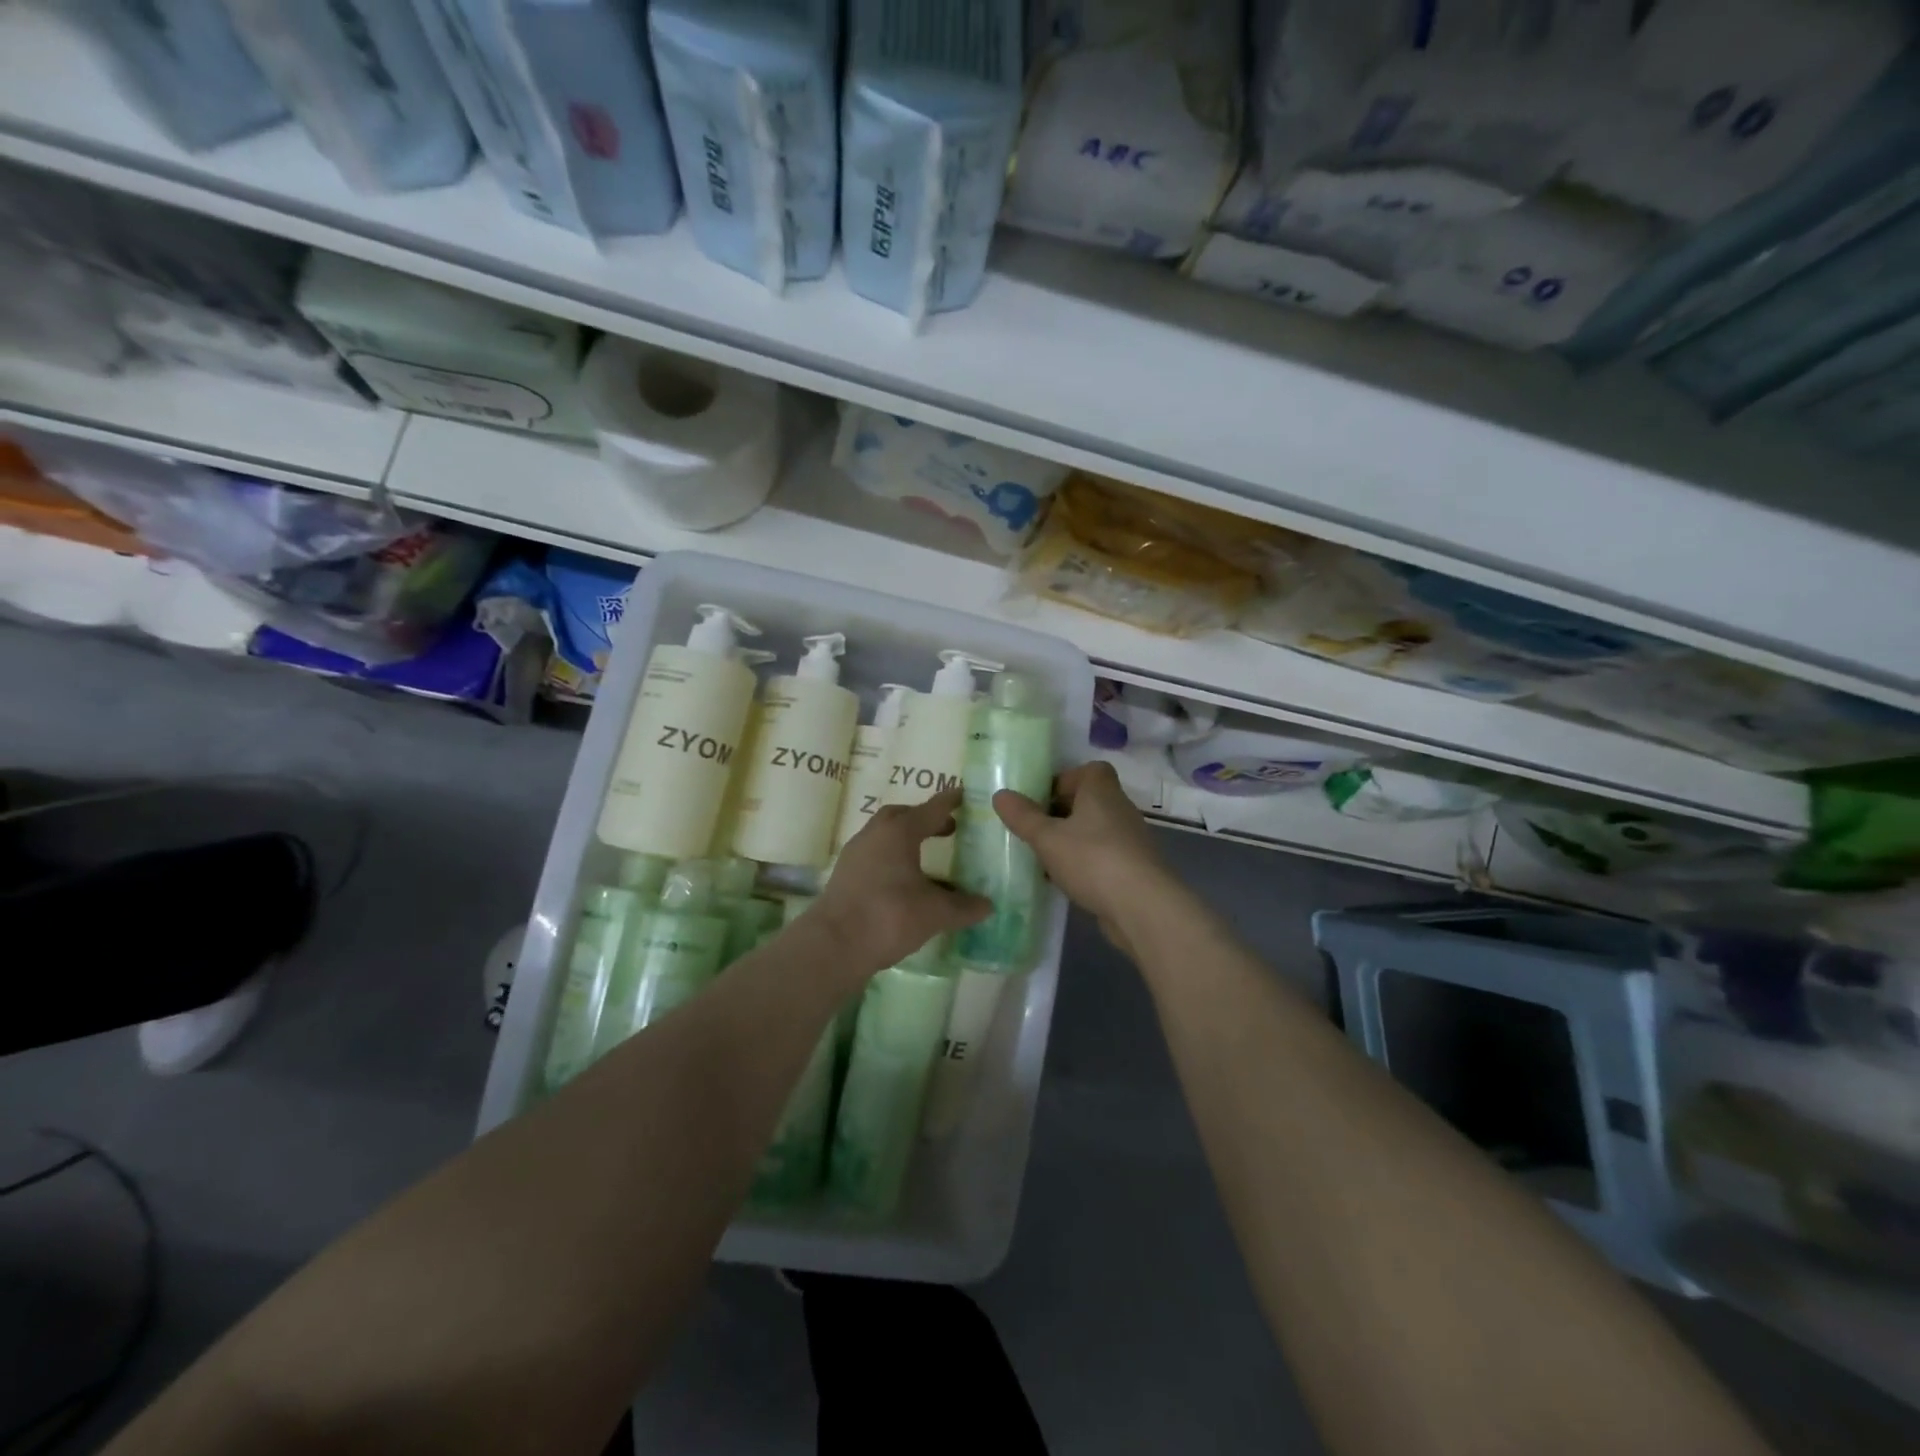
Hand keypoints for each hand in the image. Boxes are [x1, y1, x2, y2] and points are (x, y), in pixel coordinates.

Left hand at [810, 788, 989, 976]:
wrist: (833, 946)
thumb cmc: (888, 917)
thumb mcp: (935, 913)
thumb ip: (963, 907)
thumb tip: (987, 905)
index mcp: (899, 832)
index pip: (931, 809)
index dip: (950, 802)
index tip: (964, 795)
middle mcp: (874, 834)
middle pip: (901, 816)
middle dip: (924, 818)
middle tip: (947, 829)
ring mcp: (855, 854)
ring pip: (884, 836)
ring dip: (906, 839)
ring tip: (928, 856)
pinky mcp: (845, 875)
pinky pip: (874, 855)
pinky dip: (892, 858)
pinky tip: (905, 880)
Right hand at [993, 762, 1170, 952]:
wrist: (1142, 906)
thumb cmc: (1092, 859)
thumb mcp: (1047, 838)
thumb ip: (1023, 817)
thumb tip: (1000, 794)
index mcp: (1102, 790)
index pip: (1089, 770)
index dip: (1065, 780)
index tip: (1041, 799)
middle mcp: (1120, 808)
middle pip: (1089, 801)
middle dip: (1061, 813)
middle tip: (1034, 830)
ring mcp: (1130, 839)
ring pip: (1094, 831)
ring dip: (1071, 841)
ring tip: (1043, 858)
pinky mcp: (1134, 868)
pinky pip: (1102, 856)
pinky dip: (1084, 864)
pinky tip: (1064, 882)